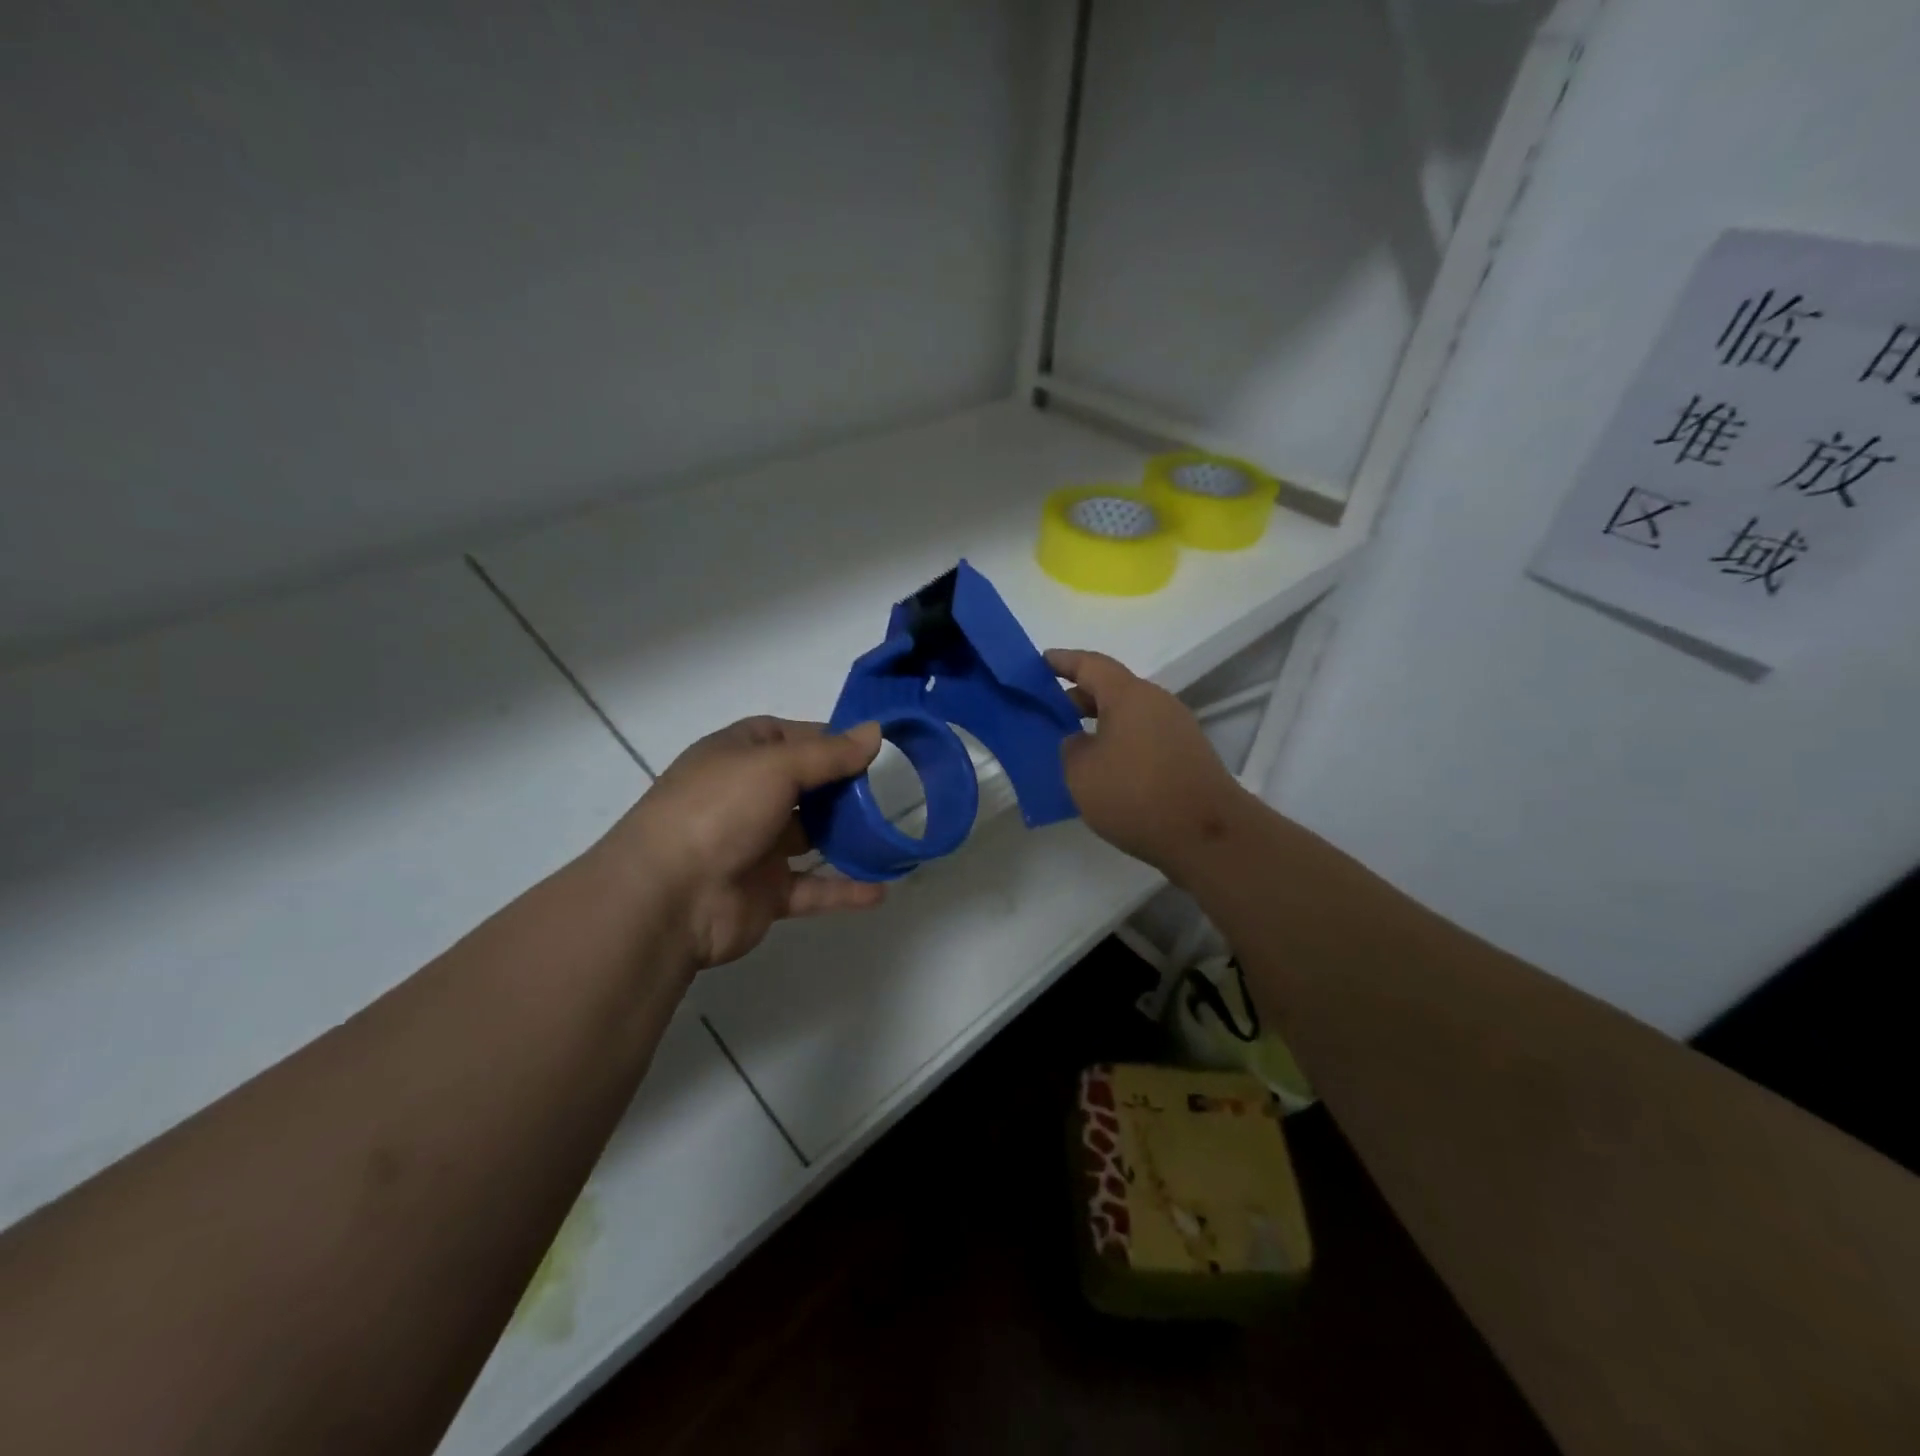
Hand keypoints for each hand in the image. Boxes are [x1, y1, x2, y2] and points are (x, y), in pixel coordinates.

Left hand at [604, 717, 886, 971]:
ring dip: (847, 837)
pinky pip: (813, 888)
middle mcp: (747, 797)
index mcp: (739, 756)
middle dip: (845, 788)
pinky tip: (881, 889)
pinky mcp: (766, 892)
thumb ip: (829, 754)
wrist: (668, 897)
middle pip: (805, 786)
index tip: (871, 746)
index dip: (829, 739)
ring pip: (812, 837)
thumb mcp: (776, 767)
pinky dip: (844, 889)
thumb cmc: (719, 811)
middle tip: (889, 790)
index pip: (789, 737)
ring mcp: (756, 846)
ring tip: (891, 835)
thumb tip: (875, 731)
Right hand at [1048, 648, 1254, 883]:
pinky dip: (1119, 743)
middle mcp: (1157, 702)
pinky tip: (1104, 770)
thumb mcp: (1081, 773)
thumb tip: (1081, 741)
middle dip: (1078, 697)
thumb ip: (1071, 748)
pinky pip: (1143, 737)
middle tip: (1048, 712)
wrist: (1207, 836)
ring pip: (1129, 715)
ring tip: (1072, 744)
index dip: (1062, 661)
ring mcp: (1177, 729)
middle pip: (1112, 689)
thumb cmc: (1136, 794)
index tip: (1040, 662)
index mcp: (1128, 696)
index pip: (1090, 665)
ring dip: (1100, 724)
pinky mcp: (1187, 755)